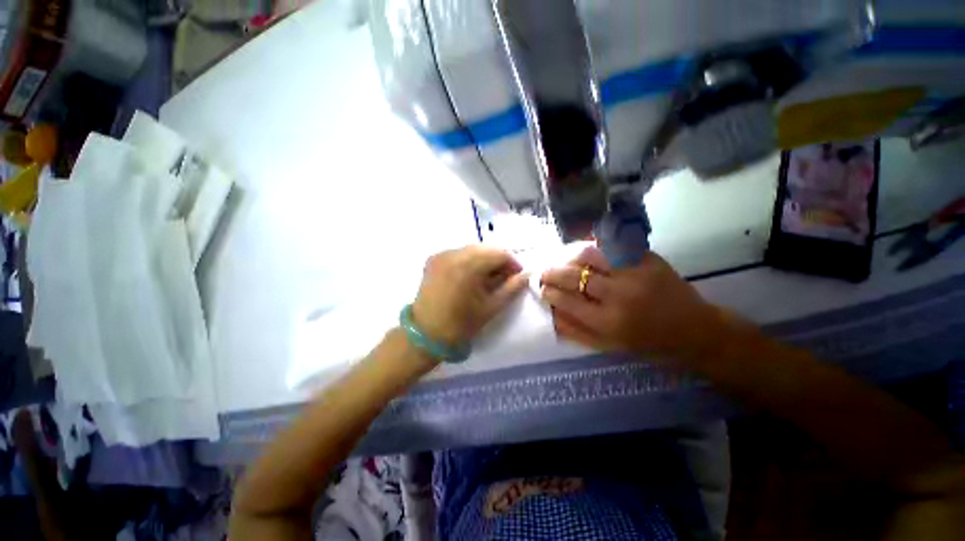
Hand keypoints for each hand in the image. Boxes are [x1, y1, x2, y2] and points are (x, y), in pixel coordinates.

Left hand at [412, 245, 528, 347]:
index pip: (499, 253)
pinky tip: (470, 276)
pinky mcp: (433, 259)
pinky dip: (469, 260)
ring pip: (471, 249)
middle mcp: (453, 254)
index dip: (512, 263)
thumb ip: (511, 288)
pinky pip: (458, 253)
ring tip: (488, 277)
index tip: (517, 275)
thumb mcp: (491, 307)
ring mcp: (441, 255)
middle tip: (504, 277)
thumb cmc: (461, 324)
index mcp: (468, 266)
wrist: (426, 333)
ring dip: (484, 259)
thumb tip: (526, 275)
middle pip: (485, 249)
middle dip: (498, 260)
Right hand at [540, 246, 728, 362]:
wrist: (694, 330)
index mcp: (608, 322)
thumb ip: (576, 331)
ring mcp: (634, 273)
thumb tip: (550, 314)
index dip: (549, 292)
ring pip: (590, 256)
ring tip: (564, 261)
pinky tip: (587, 253)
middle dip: (552, 273)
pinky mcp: (647, 259)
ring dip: (570, 258)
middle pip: (573, 276)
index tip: (542, 289)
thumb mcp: (610, 346)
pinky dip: (595, 248)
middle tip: (544, 272)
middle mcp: (619, 295)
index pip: (566, 300)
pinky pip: (612, 247)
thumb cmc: (648, 343)